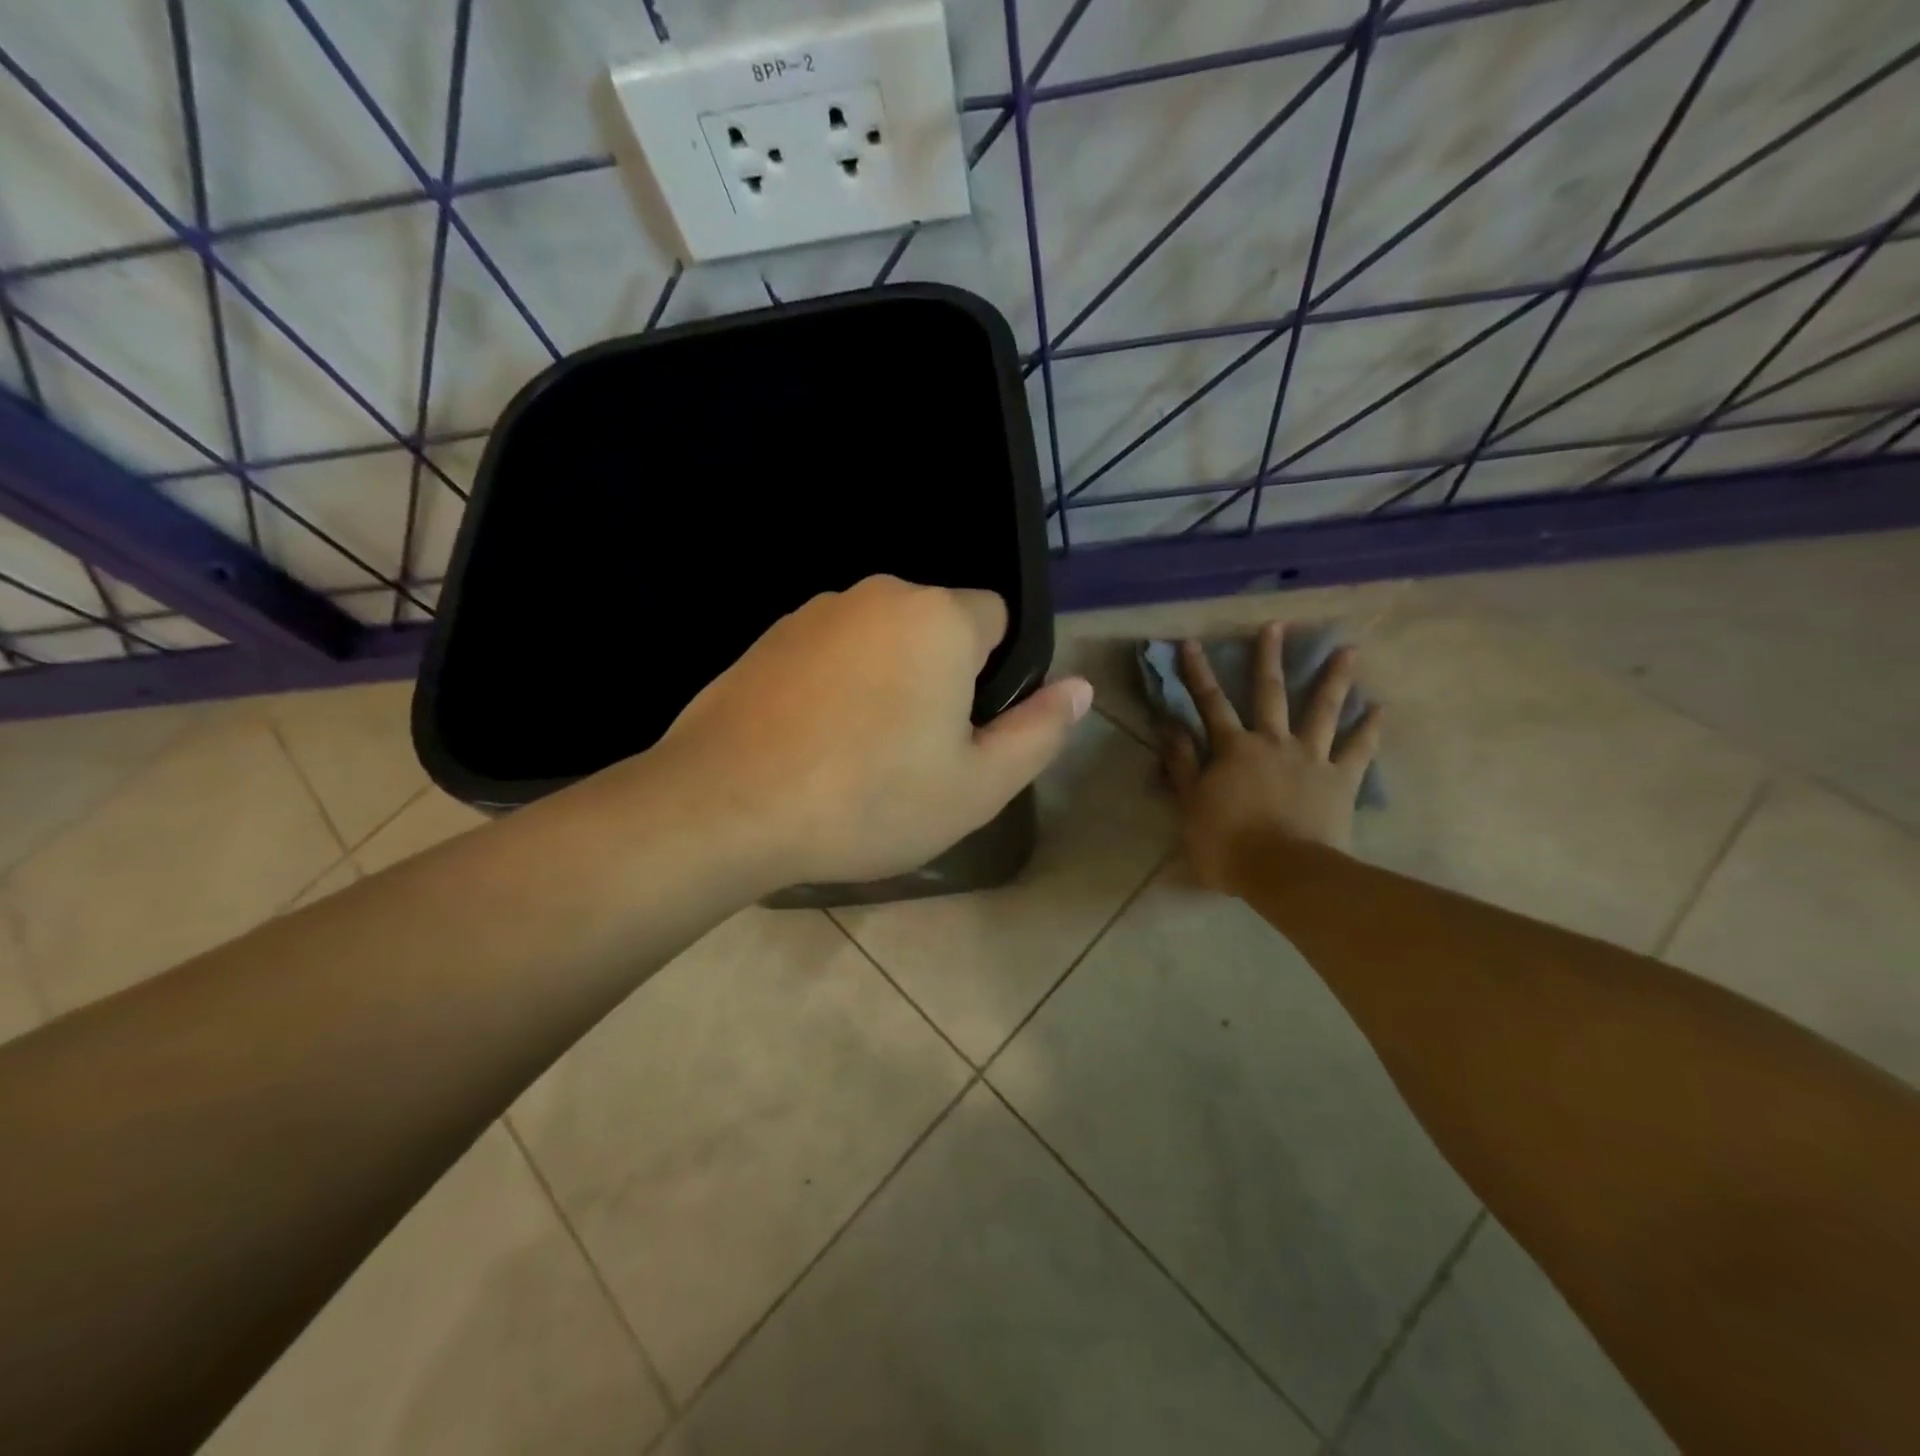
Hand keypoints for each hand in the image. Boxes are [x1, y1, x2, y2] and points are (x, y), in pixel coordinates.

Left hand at [658, 575, 1092, 886]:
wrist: (727, 806)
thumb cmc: (870, 798)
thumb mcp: (978, 785)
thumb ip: (1040, 730)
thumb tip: (1080, 687)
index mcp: (938, 618)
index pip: (995, 618)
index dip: (991, 675)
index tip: (963, 729)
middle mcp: (877, 594)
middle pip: (935, 627)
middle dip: (938, 676)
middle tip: (913, 753)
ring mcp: (814, 612)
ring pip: (879, 640)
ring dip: (884, 681)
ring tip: (858, 755)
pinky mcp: (767, 638)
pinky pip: (829, 653)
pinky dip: (834, 686)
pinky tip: (812, 743)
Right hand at [1162, 624, 1380, 892]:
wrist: (1284, 872)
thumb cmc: (1227, 843)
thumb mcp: (1190, 804)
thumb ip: (1183, 764)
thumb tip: (1171, 727)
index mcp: (1233, 748)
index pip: (1209, 703)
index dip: (1197, 672)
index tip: (1190, 642)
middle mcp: (1273, 742)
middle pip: (1270, 692)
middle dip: (1269, 657)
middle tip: (1276, 626)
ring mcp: (1311, 758)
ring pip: (1323, 710)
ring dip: (1334, 678)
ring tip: (1349, 649)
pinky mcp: (1340, 779)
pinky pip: (1359, 749)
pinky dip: (1370, 728)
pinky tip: (1380, 707)